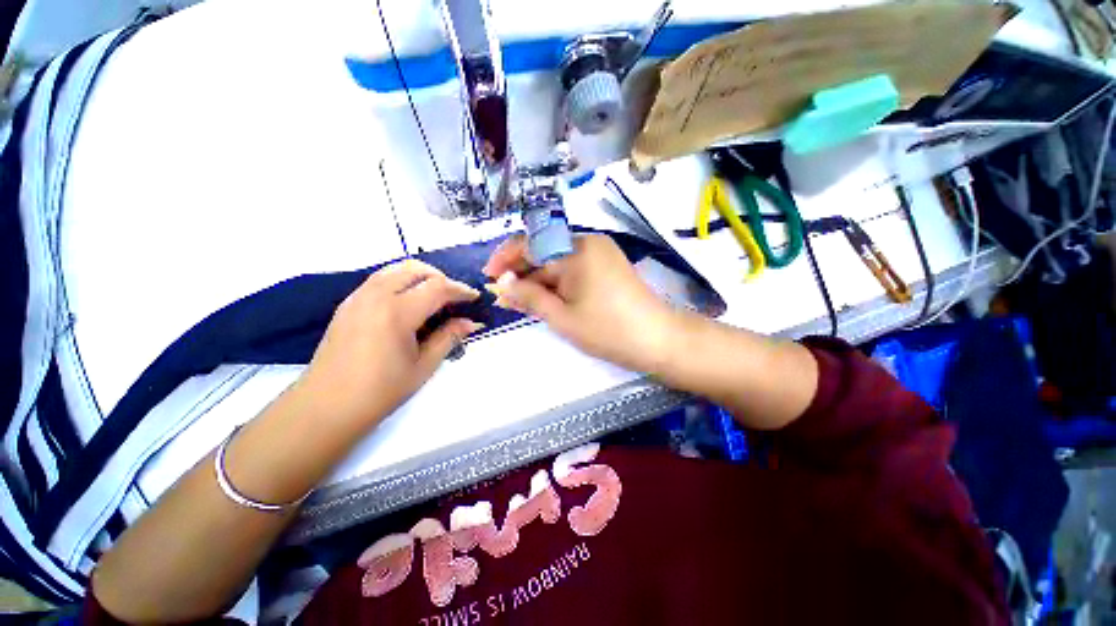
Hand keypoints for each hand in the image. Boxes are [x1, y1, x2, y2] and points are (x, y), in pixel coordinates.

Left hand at [297, 260, 482, 427]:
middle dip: (441, 278)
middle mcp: (376, 296)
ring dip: (420, 277)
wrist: (325, 407)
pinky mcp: (348, 305)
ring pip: (395, 270)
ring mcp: (358, 298)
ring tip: (433, 298)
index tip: (475, 298)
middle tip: (454, 297)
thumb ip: (448, 338)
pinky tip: (408, 304)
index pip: (438, 287)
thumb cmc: (380, 391)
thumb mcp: (423, 366)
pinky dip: (400, 282)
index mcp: (397, 312)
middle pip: (415, 269)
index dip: (461, 290)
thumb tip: (470, 323)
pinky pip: (379, 280)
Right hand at [483, 234, 678, 372]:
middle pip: (544, 251)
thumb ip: (529, 297)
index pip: (530, 245)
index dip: (505, 259)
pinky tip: (547, 296)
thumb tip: (502, 284)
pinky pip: (573, 266)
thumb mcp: (562, 317)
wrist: (658, 339)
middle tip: (504, 295)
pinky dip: (557, 280)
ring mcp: (600, 251)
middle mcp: (587, 242)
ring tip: (522, 300)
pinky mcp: (607, 263)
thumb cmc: (608, 330)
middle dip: (521, 272)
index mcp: (575, 250)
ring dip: (538, 278)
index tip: (489, 276)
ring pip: (558, 260)